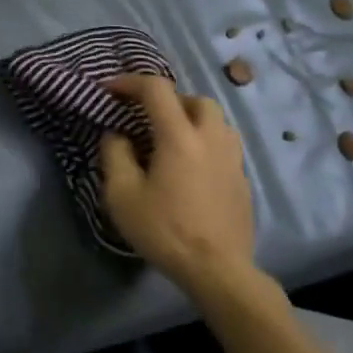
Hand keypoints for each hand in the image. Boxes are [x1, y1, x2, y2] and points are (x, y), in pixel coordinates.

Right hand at [99, 74, 258, 299]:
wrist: (218, 270)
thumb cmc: (165, 230)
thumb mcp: (122, 195)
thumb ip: (115, 155)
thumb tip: (116, 134)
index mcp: (179, 136)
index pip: (156, 89)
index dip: (130, 82)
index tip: (110, 90)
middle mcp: (210, 137)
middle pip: (194, 98)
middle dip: (167, 99)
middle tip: (146, 117)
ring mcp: (232, 157)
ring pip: (215, 119)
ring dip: (190, 118)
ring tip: (170, 139)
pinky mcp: (242, 178)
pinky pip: (223, 143)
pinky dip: (204, 141)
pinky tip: (191, 166)